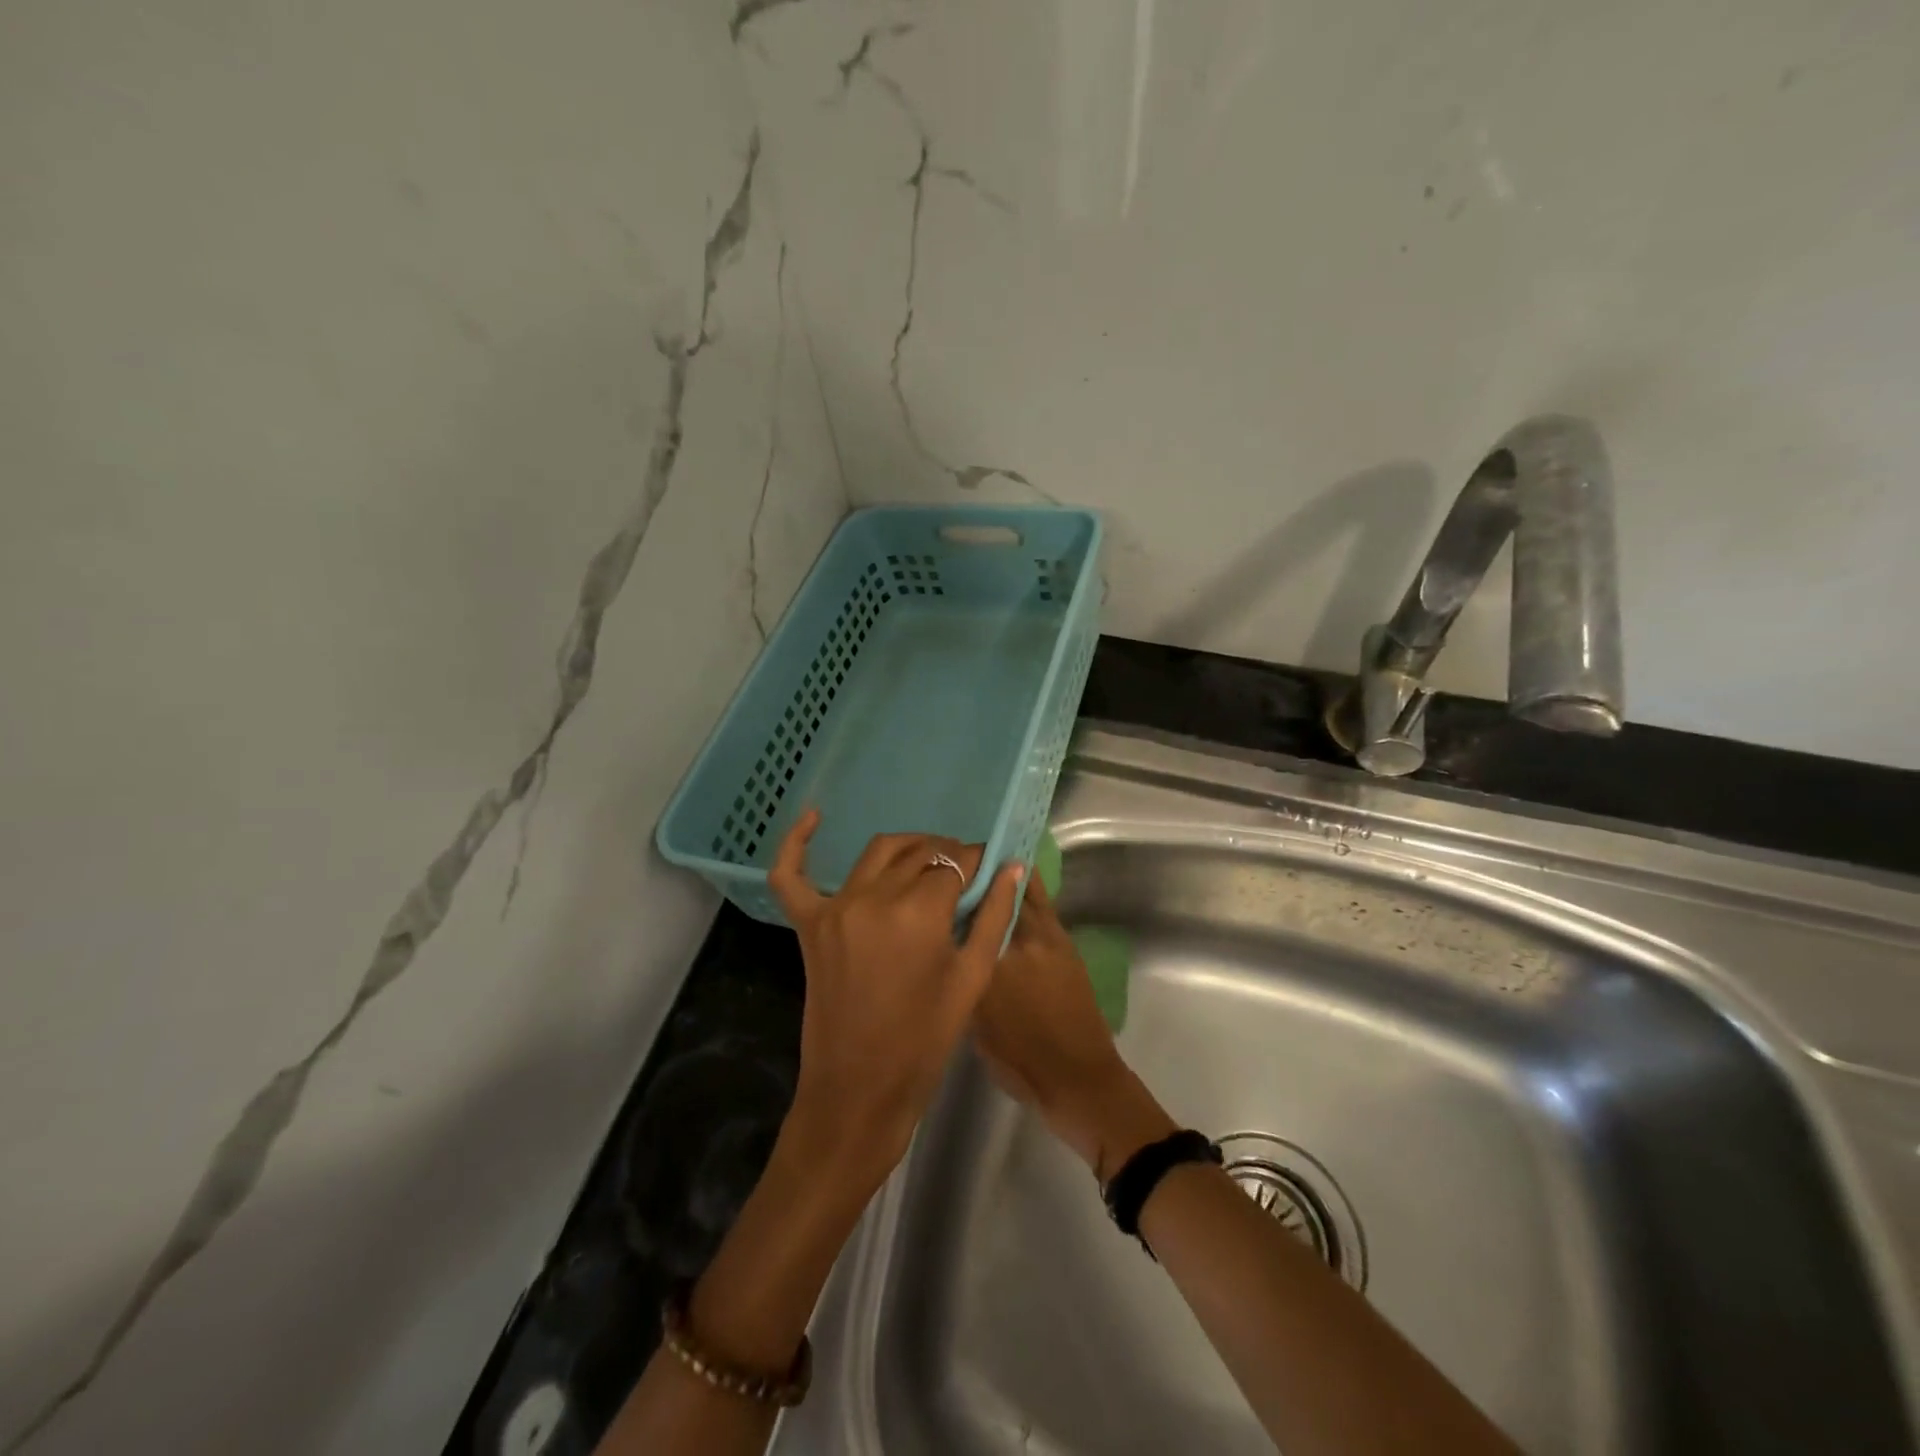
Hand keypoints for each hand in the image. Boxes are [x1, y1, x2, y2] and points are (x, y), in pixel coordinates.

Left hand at [770, 810, 1024, 1192]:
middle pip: (920, 854)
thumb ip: (995, 916)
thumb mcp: (972, 979)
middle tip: (966, 874)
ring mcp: (835, 908)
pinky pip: (791, 874)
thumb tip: (1012, 866)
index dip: (977, 863)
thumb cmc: (925, 1041)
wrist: (859, 1091)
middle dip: (948, 856)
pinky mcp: (809, 924)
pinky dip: (797, 842)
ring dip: (908, 849)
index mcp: (919, 913)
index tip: (990, 868)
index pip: (955, 865)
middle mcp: (874, 898)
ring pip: (878, 853)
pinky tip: (814, 817)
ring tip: (929, 863)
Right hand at [972, 876, 1173, 1178]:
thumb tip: (954, 950)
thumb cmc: (1019, 1063)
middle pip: (992, 897)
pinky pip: (1040, 902)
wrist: (1077, 1077)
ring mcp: (1043, 938)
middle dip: (978, 878)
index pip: (964, 918)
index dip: (953, 896)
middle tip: (962, 865)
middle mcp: (1014, 943)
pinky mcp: (1063, 940)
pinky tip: (1017, 878)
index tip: (940, 882)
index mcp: (988, 965)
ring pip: (1020, 894)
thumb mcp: (975, 1024)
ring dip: (1005, 875)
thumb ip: (964, 979)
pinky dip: (1028, 887)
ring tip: (990, 858)